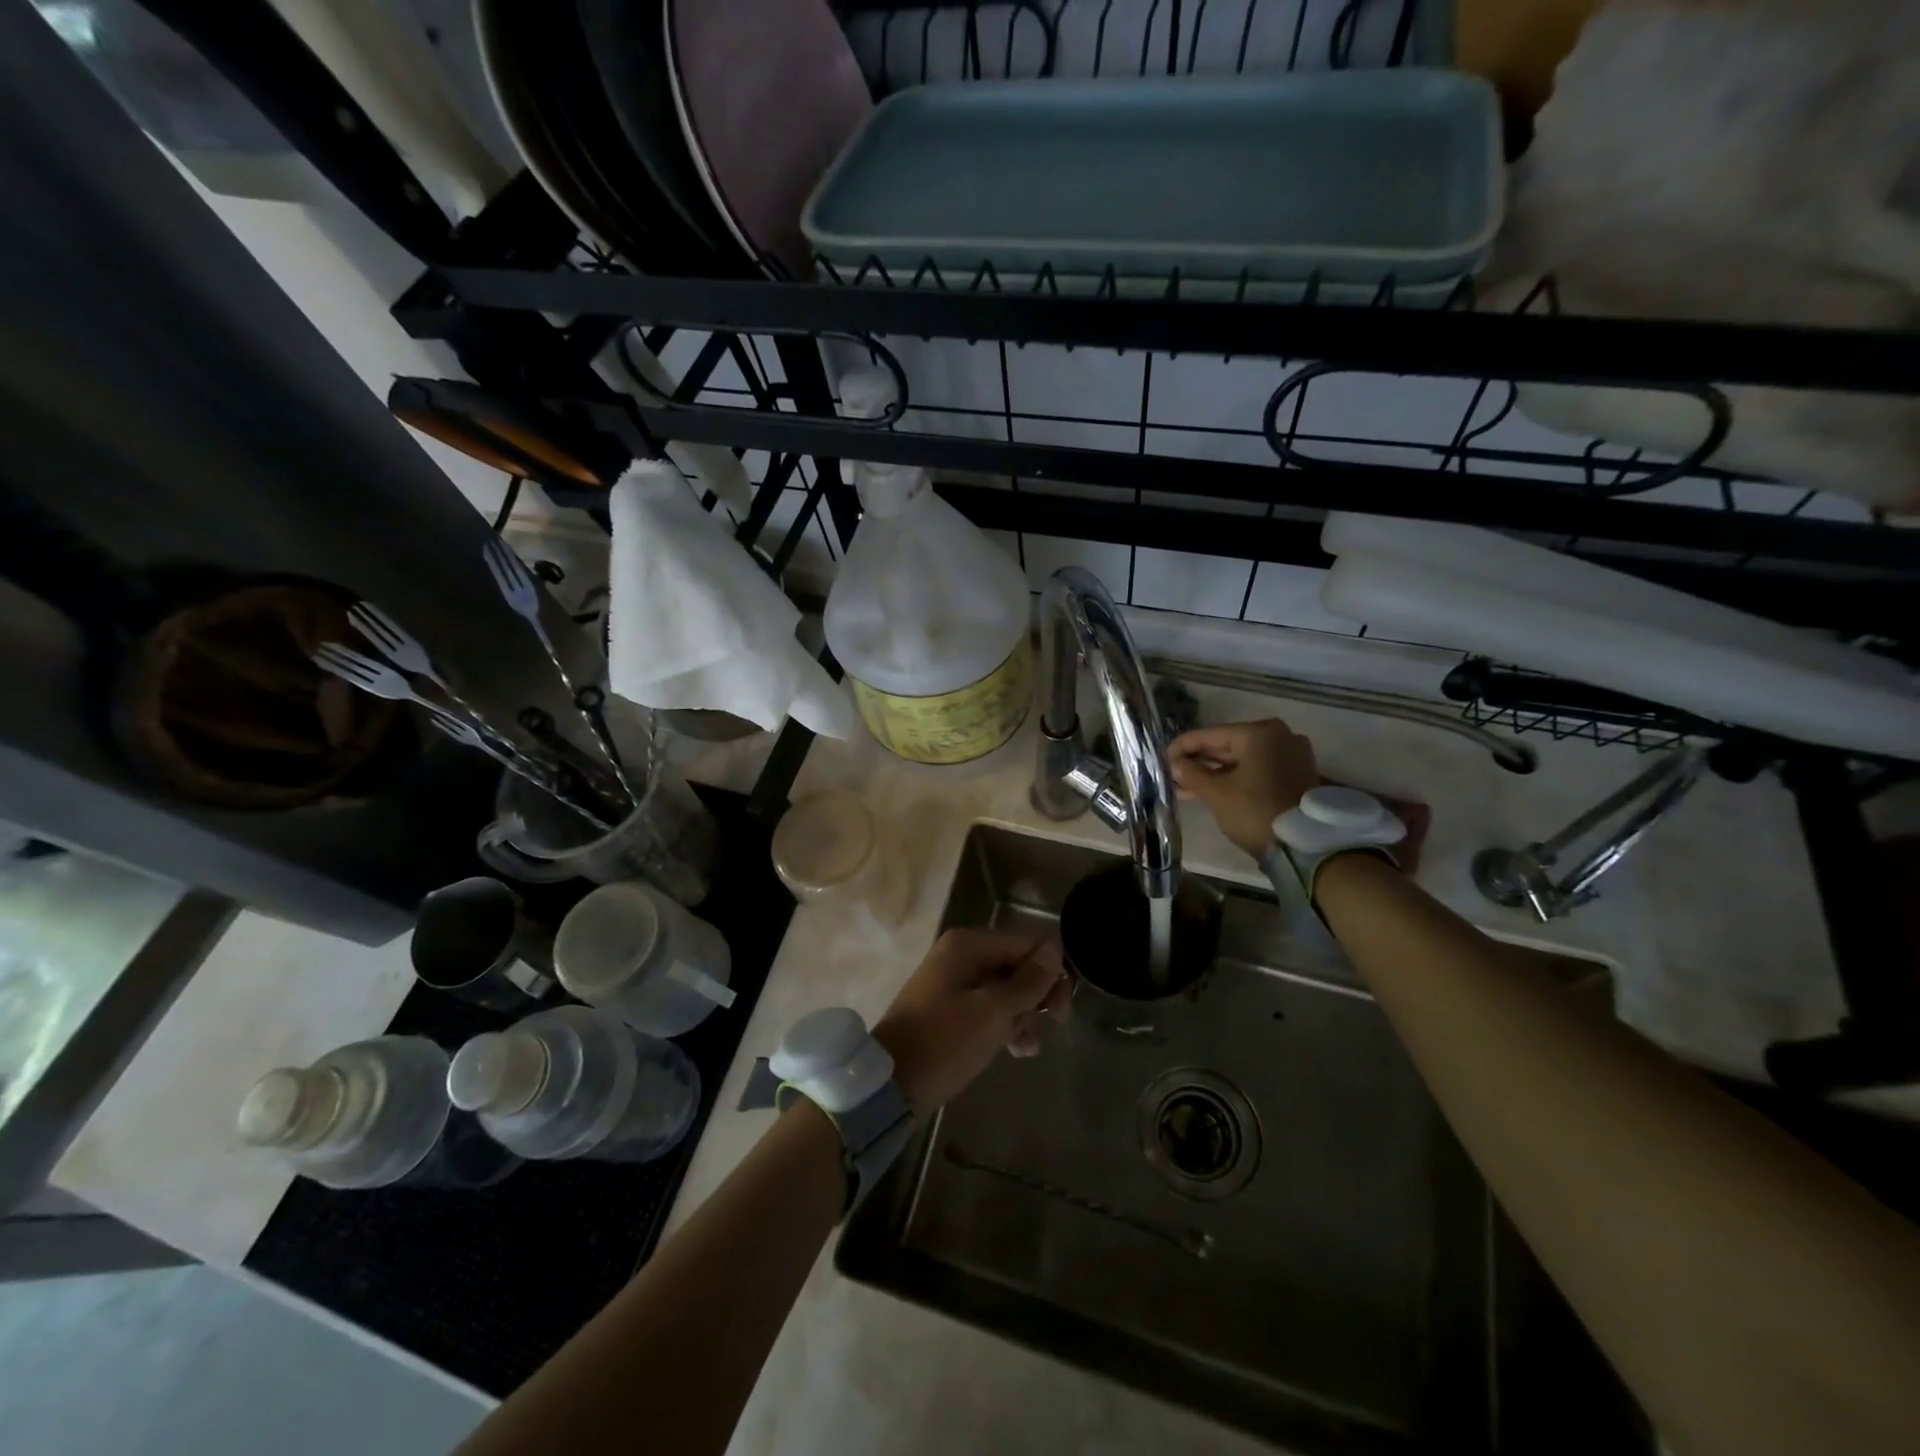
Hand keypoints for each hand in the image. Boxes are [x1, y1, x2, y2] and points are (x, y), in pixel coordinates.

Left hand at [873, 929, 1070, 1114]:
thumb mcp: (994, 1013)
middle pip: (1018, 964)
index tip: (1063, 1011)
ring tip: (1025, 1048)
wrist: (891, 1084)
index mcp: (969, 944)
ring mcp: (954, 980)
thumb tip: (1055, 948)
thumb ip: (1028, 981)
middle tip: (1050, 1028)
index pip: (1028, 943)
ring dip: (1023, 1016)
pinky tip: (1015, 1050)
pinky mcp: (950, 1007)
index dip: (1053, 972)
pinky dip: (1004, 1024)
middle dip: (1036, 997)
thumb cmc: (944, 1042)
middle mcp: (961, 954)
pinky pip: (989, 1006)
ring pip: (1006, 989)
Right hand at [1167, 719, 1319, 857]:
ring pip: (1241, 760)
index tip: (1162, 758)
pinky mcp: (1296, 774)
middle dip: (1199, 762)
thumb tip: (1174, 763)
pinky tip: (1210, 790)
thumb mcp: (1216, 793)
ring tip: (1185, 787)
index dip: (1182, 746)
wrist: (1304, 846)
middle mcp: (1279, 736)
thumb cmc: (1255, 811)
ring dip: (1214, 773)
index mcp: (1259, 732)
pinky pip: (1257, 770)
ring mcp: (1291, 755)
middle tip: (1172, 773)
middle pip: (1227, 746)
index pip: (1210, 734)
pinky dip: (1235, 779)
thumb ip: (1192, 774)